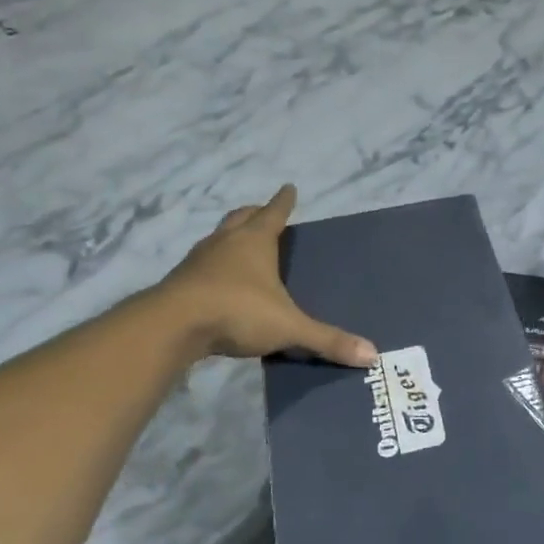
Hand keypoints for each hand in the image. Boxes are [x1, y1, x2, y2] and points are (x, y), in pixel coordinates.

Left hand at [160, 185, 375, 366]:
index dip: (283, 201)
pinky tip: (218, 283)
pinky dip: (213, 266)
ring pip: (218, 239)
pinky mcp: (180, 282)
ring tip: (241, 246)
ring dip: (230, 238)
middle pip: (241, 217)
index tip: (289, 187)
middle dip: (254, 213)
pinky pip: (202, 266)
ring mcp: (199, 260)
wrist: (172, 326)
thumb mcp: (288, 326)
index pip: (274, 212)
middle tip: (263, 213)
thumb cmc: (237, 311)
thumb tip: (372, 355)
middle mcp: (226, 242)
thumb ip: (327, 340)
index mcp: (255, 241)